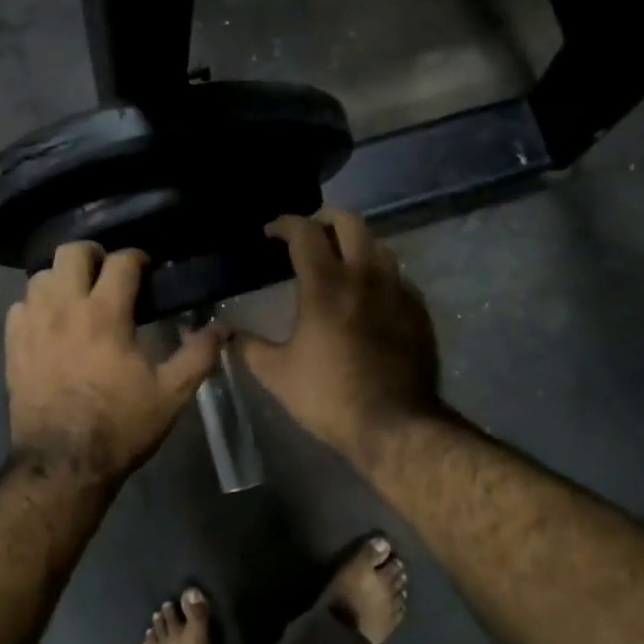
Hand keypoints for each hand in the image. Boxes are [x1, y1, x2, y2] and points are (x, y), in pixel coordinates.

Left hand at [6, 243, 223, 484]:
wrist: (64, 464)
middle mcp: (64, 308)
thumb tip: (222, 328)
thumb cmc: (120, 426)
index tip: (147, 268)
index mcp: (105, 314)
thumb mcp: (171, 394)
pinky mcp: (12, 346)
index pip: (121, 261)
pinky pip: (19, 306)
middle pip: (71, 252)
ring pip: (41, 275)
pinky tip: (49, 323)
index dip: (137, 257)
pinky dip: (36, 305)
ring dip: (62, 278)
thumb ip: (198, 355)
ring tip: (78, 297)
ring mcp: (33, 325)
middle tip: (108, 274)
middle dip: (93, 254)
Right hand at [237, 209, 442, 461]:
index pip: (304, 232)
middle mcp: (365, 275)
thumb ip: (247, 346)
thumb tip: (225, 333)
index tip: (271, 231)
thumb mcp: (276, 373)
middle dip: (324, 218)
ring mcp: (397, 290)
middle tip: (308, 232)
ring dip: (355, 242)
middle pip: (349, 222)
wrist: (395, 424)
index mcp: (326, 285)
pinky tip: (368, 293)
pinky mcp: (418, 310)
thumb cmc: (329, 395)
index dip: (284, 223)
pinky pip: (397, 275)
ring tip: (338, 259)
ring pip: (378, 245)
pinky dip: (377, 272)